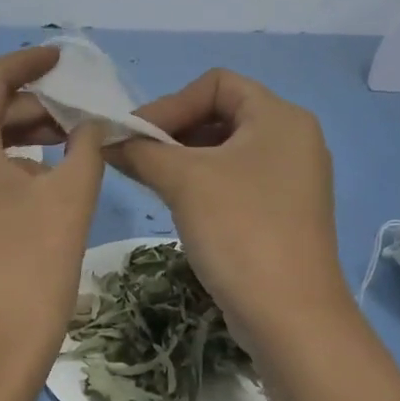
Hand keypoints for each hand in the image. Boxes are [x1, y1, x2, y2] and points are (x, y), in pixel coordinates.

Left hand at [0, 47, 106, 400]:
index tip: (63, 59)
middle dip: (32, 109)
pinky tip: (36, 191)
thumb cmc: (25, 277)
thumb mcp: (68, 203)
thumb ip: (85, 148)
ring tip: (67, 152)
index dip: (29, 63)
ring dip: (19, 142)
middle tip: (80, 116)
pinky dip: (0, 171)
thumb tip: (91, 123)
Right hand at [108, 69, 351, 349]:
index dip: (171, 102)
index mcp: (280, 116)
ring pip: (226, 150)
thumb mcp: (184, 181)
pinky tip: (177, 204)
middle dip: (174, 131)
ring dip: (184, 158)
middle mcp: (293, 138)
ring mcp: (292, 178)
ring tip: (149, 180)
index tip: (136, 135)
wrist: (291, 317)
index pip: (217, 83)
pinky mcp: (285, 211)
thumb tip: (106, 139)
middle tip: (136, 157)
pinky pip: (237, 180)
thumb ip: (141, 150)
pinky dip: (204, 183)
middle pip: (222, 113)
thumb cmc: (240, 230)